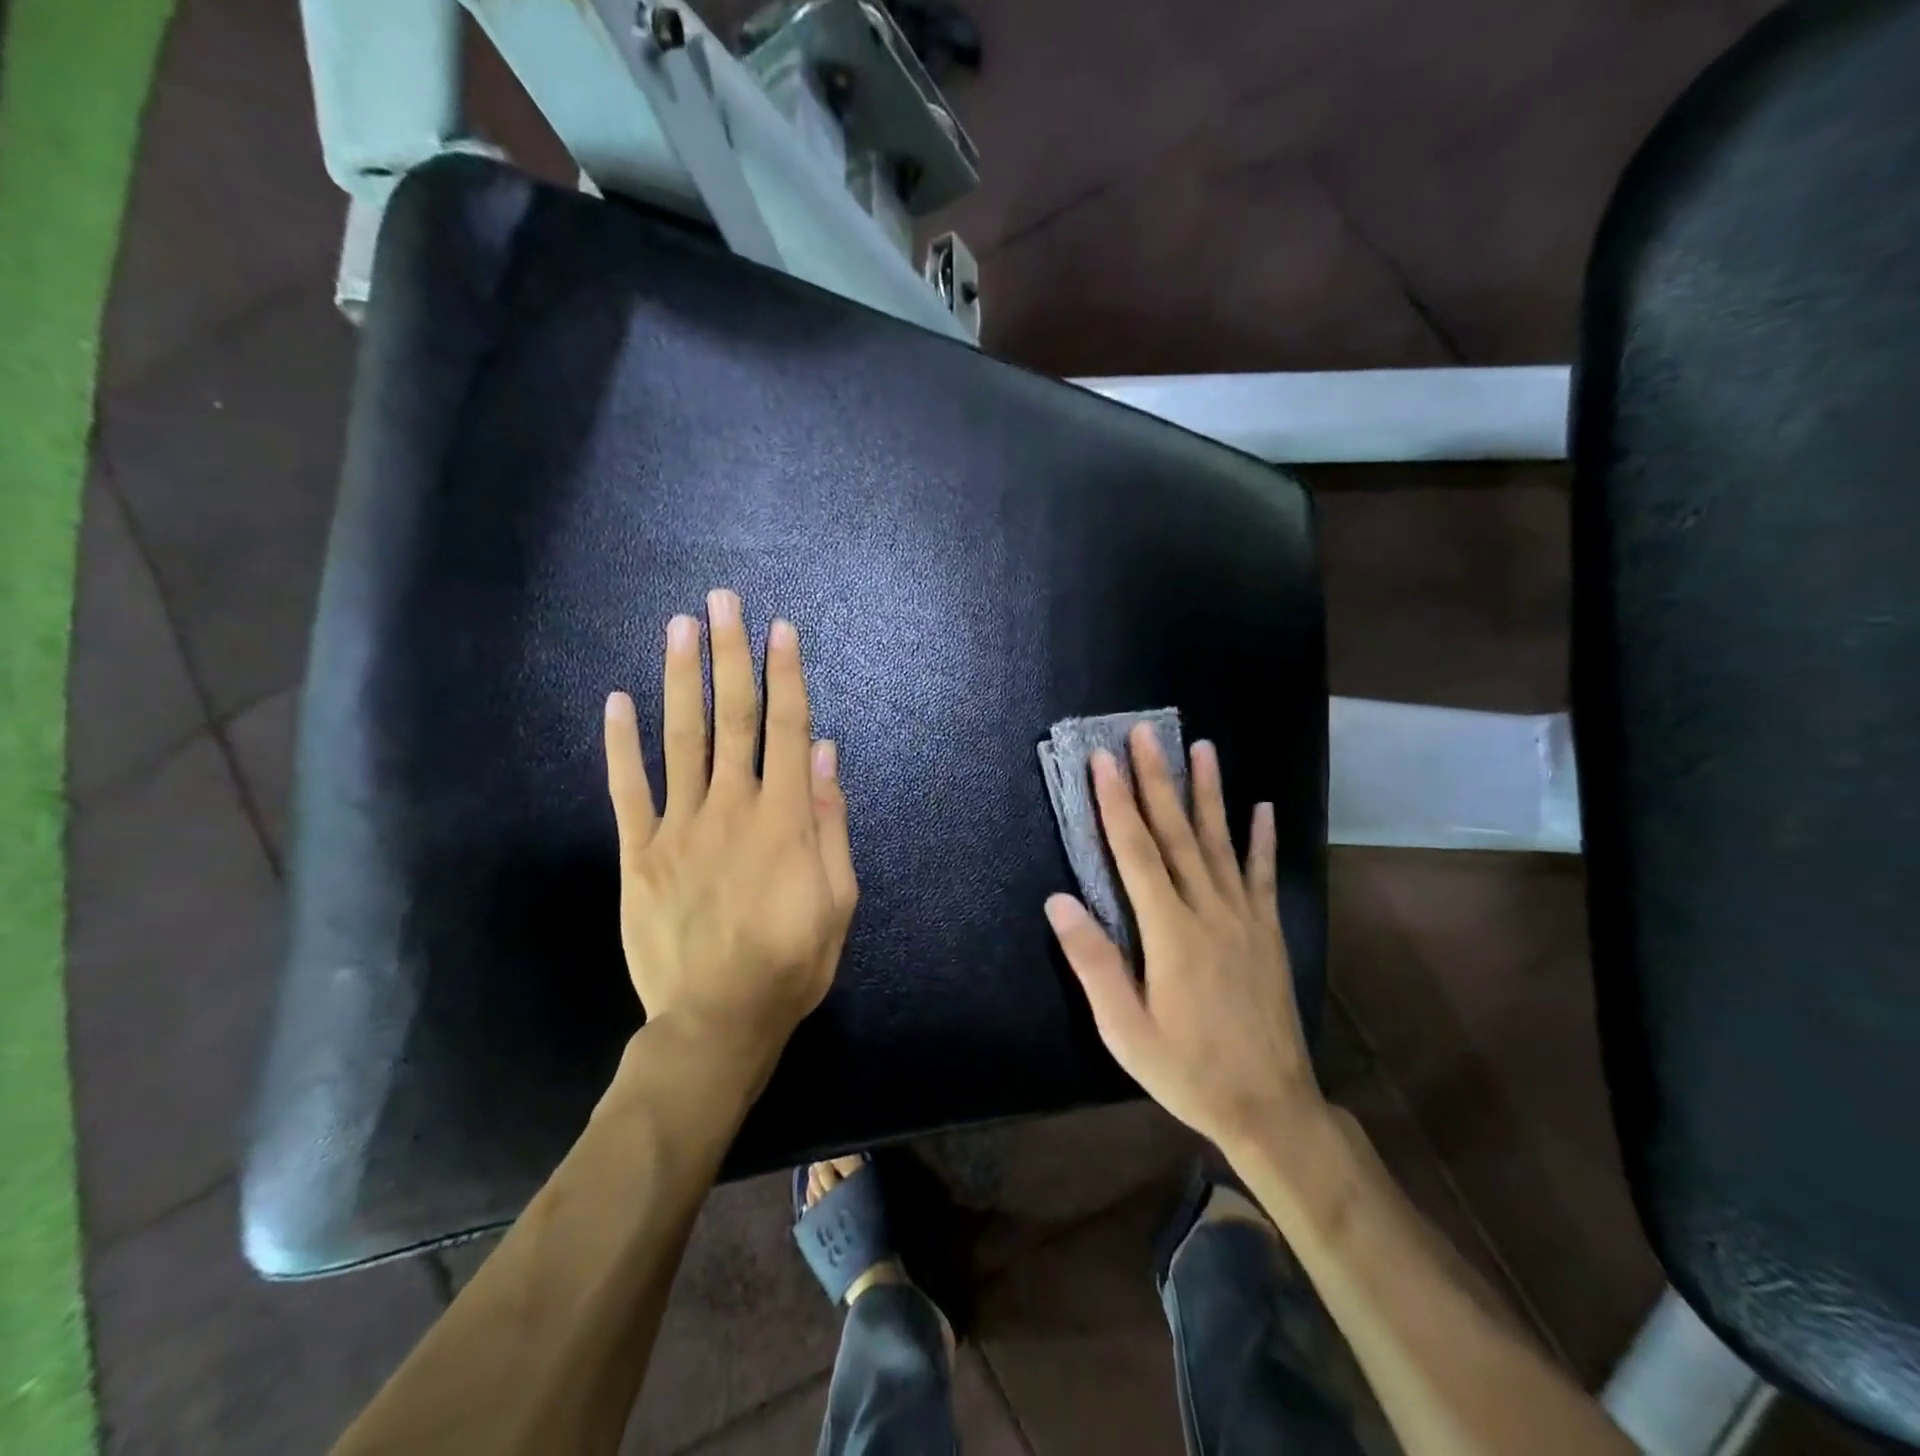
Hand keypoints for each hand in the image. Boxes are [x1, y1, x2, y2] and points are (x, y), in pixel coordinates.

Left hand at [604, 589, 857, 1063]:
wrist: (717, 1020)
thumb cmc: (792, 961)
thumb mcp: (838, 899)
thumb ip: (831, 823)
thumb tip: (826, 755)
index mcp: (784, 817)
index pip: (787, 729)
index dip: (786, 675)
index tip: (780, 629)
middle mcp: (731, 807)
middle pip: (733, 718)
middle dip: (730, 655)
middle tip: (722, 601)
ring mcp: (679, 827)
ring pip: (681, 739)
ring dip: (681, 679)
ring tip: (679, 626)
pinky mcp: (639, 853)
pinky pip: (628, 789)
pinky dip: (620, 744)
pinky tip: (617, 701)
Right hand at [1044, 725, 1324, 1155]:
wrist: (1271, 1107)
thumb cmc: (1187, 1070)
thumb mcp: (1125, 1029)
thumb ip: (1093, 962)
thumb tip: (1058, 901)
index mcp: (1170, 932)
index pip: (1136, 853)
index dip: (1116, 803)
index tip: (1103, 760)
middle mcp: (1209, 911)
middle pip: (1177, 834)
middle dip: (1157, 780)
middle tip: (1145, 734)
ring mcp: (1244, 918)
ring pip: (1221, 842)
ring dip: (1209, 793)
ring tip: (1202, 748)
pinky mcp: (1268, 932)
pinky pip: (1261, 875)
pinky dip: (1261, 839)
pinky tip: (1262, 807)